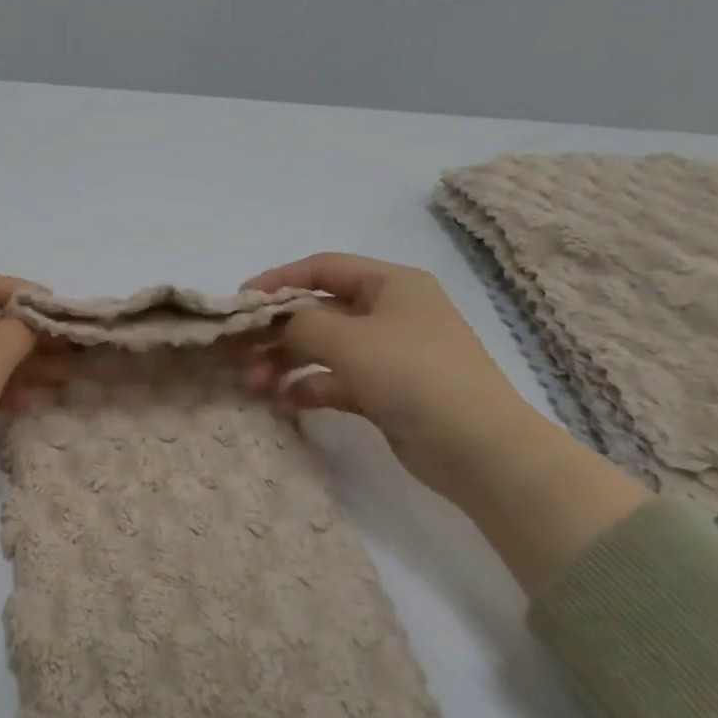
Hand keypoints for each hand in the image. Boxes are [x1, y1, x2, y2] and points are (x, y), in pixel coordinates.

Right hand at [245, 254, 650, 591]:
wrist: (479, 449)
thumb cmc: (413, 374)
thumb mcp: (348, 339)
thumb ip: (301, 323)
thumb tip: (280, 326)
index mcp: (391, 285)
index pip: (323, 268)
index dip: (279, 280)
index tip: (241, 300)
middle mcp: (390, 313)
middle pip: (319, 310)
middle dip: (276, 329)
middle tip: (237, 348)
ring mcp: (389, 354)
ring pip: (324, 348)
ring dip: (286, 361)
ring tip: (252, 383)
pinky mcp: (386, 392)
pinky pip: (336, 380)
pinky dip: (309, 386)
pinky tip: (283, 400)